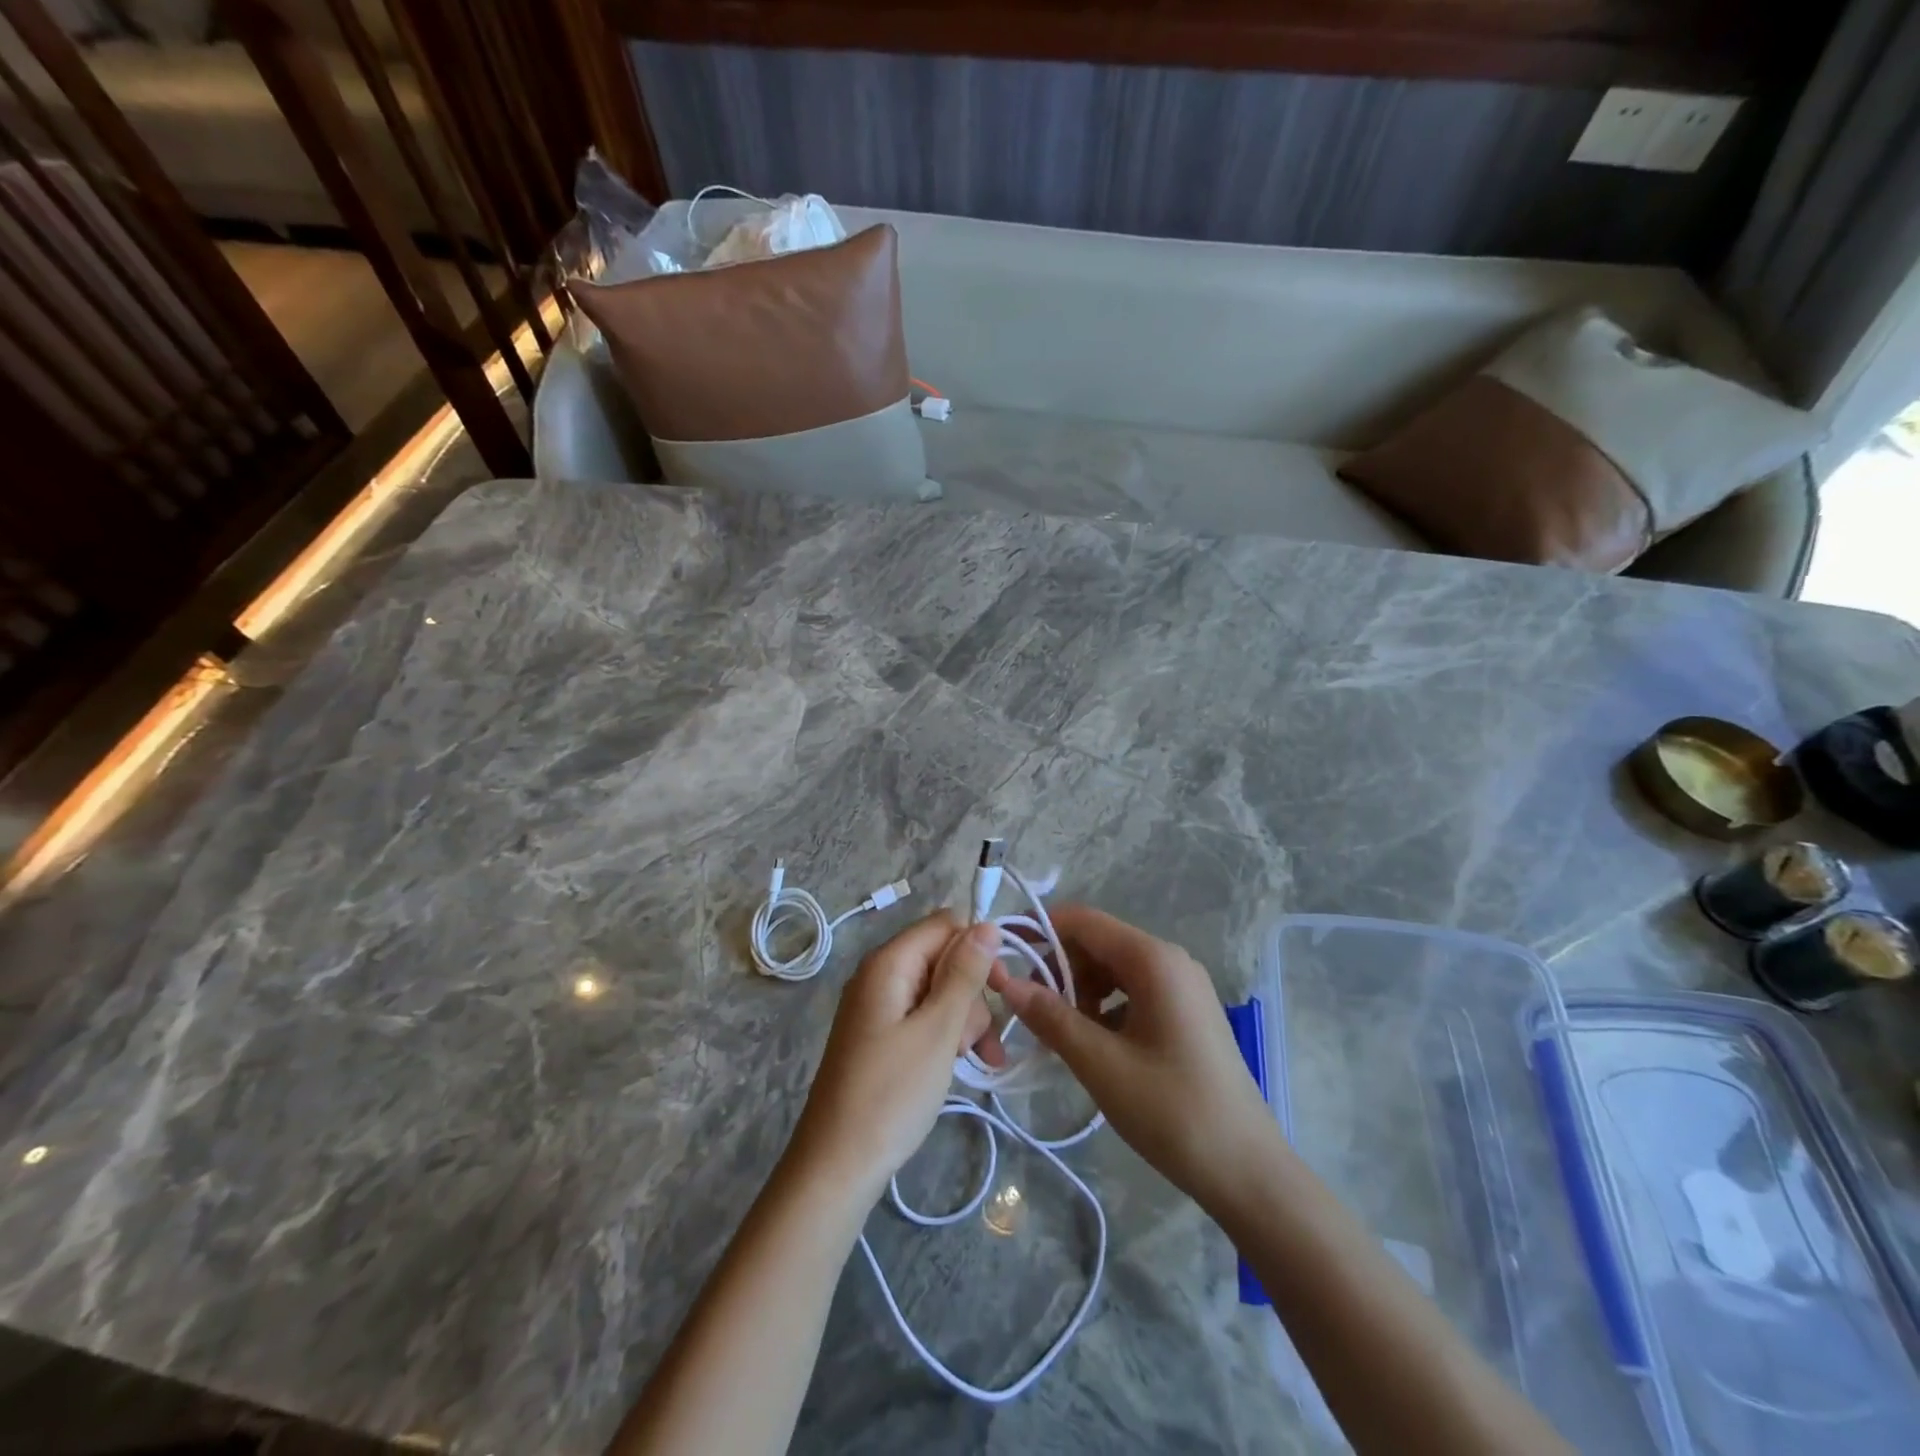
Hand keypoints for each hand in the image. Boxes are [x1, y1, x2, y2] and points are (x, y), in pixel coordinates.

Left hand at [788, 913, 1003, 1205]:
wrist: (837, 1166)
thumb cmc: (891, 1094)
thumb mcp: (938, 1031)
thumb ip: (964, 975)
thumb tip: (987, 924)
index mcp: (889, 962)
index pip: (946, 924)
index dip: (979, 948)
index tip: (1003, 988)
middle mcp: (881, 975)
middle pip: (944, 958)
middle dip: (973, 994)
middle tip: (979, 1039)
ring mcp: (880, 1007)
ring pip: (940, 991)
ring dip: (965, 1021)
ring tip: (975, 1060)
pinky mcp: (882, 1035)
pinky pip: (924, 1018)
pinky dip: (947, 1036)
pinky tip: (966, 1064)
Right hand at [991, 905, 1275, 1210]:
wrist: (1247, 1171)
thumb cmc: (1171, 1111)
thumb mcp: (1100, 1064)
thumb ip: (1050, 1017)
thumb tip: (1006, 982)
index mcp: (1153, 959)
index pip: (1084, 921)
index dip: (1040, 929)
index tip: (1003, 954)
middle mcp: (1170, 961)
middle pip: (1099, 943)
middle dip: (1058, 966)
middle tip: (1025, 1004)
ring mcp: (1182, 987)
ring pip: (1114, 969)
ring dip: (1079, 989)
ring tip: (1056, 1030)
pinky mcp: (1186, 1013)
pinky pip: (1133, 992)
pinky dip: (1104, 1007)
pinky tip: (1090, 1043)